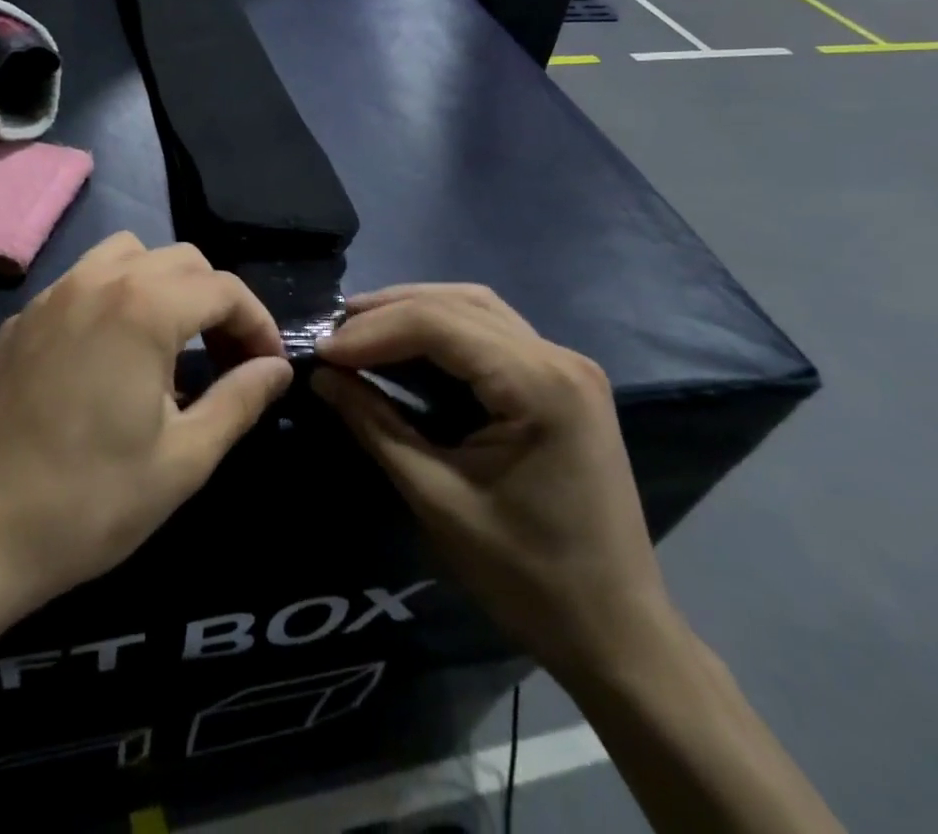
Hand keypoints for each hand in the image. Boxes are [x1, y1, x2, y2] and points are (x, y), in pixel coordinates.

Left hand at [0, 232, 293, 615]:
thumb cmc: (91, 501)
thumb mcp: (184, 459)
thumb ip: (239, 400)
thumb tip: (277, 369)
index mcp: (142, 308)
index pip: (223, 289)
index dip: (257, 323)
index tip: (266, 367)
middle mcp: (97, 281)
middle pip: (180, 260)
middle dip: (216, 301)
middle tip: (227, 358)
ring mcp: (52, 295)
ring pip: (127, 255)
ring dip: (164, 284)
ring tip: (172, 342)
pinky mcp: (21, 319)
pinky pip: (82, 281)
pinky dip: (114, 296)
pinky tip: (110, 353)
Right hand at [313, 284, 672, 680]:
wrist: (617, 634)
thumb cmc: (527, 576)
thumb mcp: (436, 498)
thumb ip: (375, 425)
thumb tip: (321, 376)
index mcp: (538, 383)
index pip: (437, 324)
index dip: (372, 331)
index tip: (321, 352)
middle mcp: (559, 357)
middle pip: (458, 304)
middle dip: (388, 312)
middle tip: (334, 332)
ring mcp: (567, 366)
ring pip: (476, 308)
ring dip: (415, 311)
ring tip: (360, 328)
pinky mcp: (563, 381)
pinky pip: (493, 333)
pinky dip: (444, 329)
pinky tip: (408, 343)